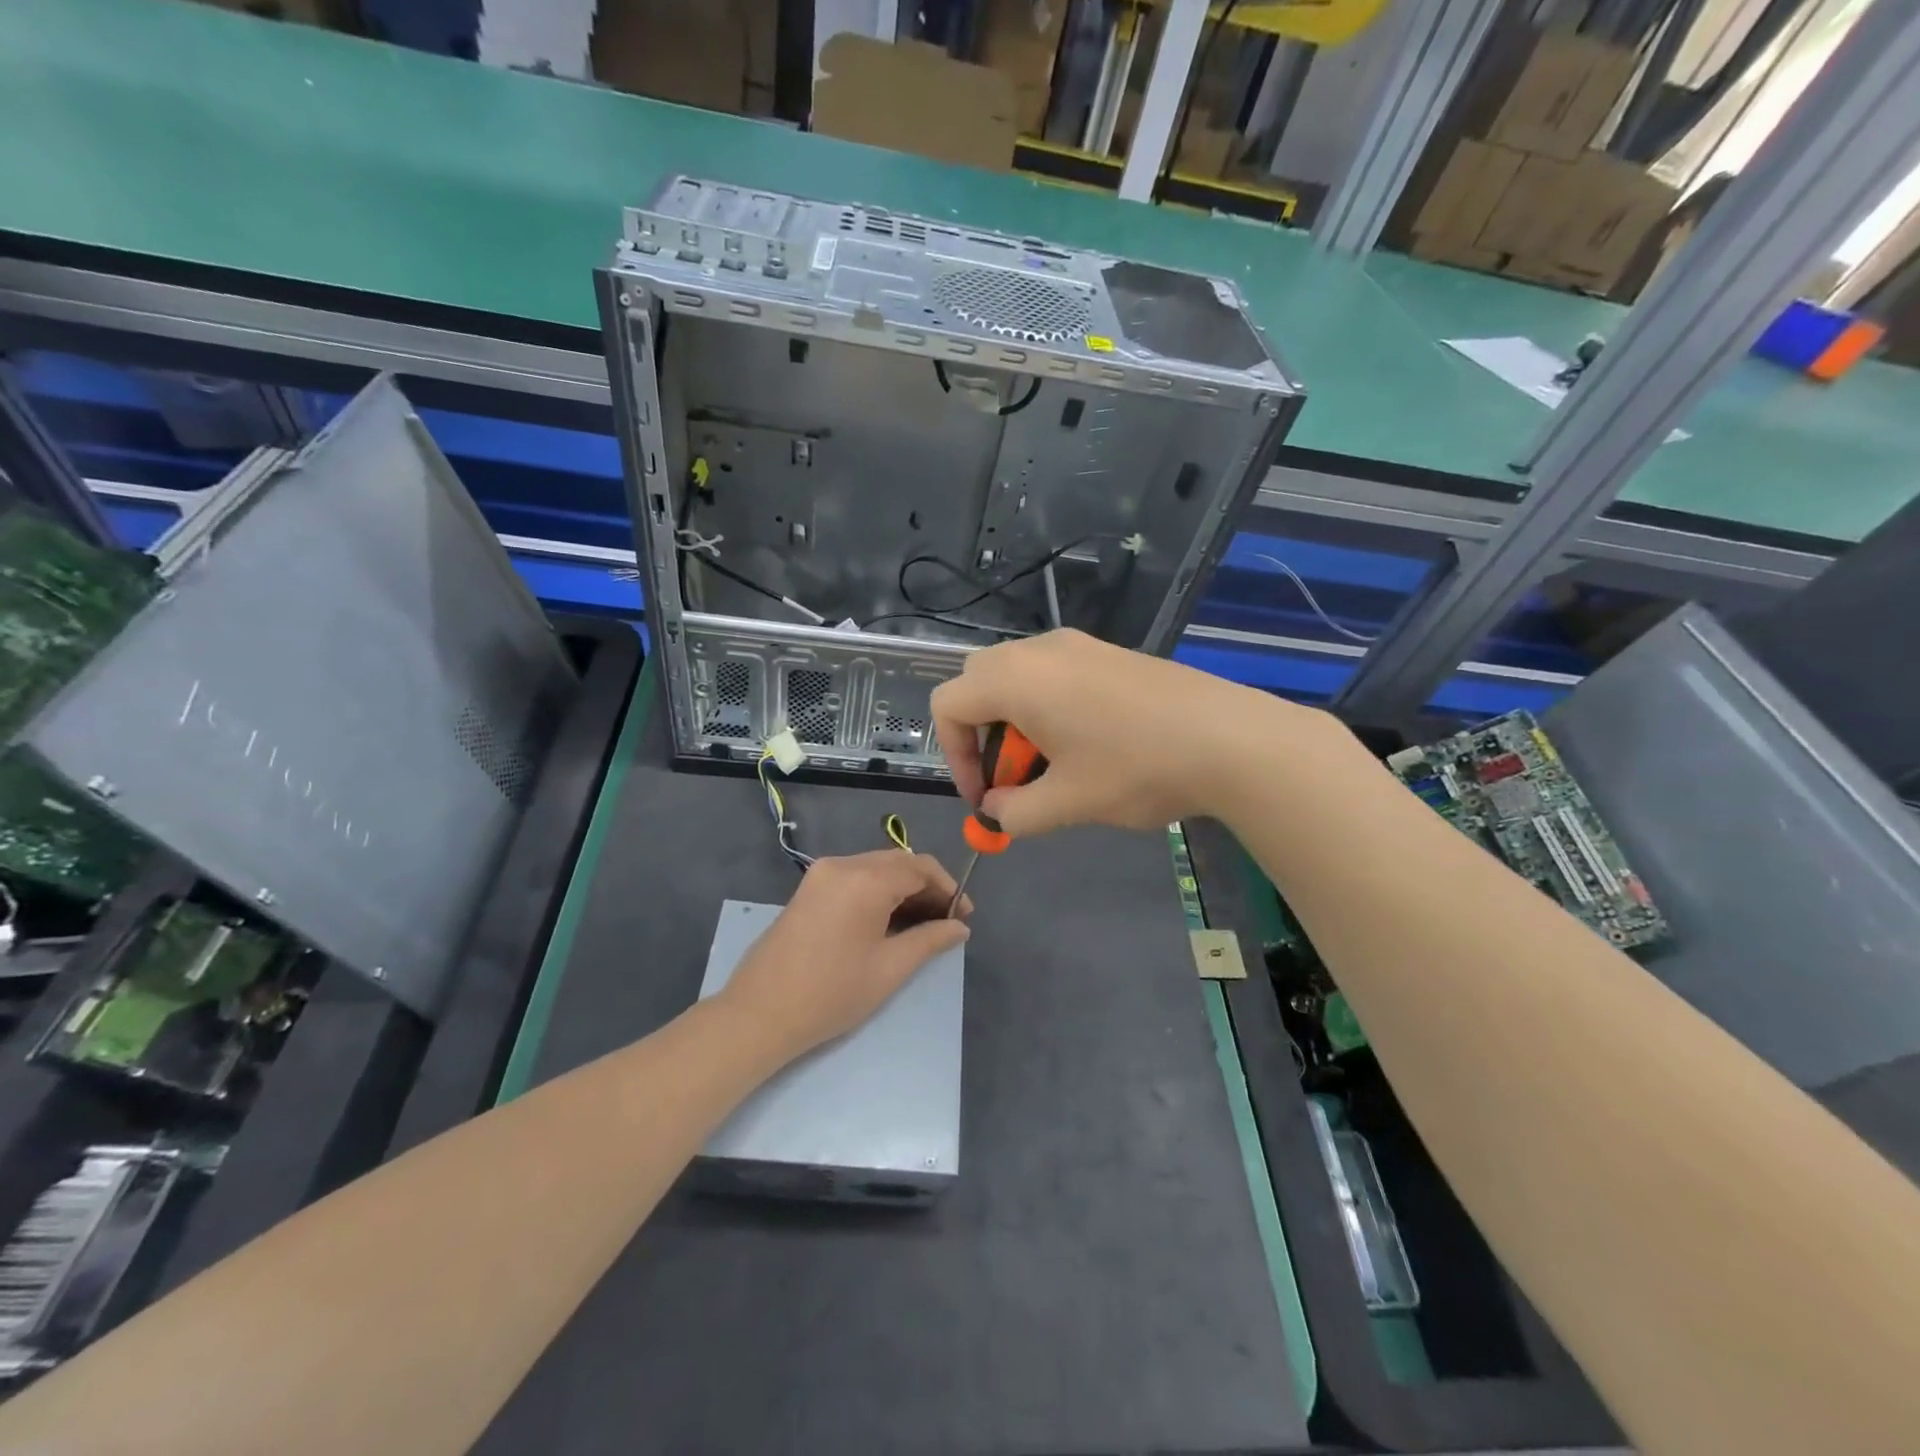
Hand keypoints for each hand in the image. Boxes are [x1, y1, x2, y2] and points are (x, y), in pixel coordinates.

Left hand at [718, 851, 971, 1065]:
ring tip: (921, 925)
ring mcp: (820, 875)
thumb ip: (930, 940)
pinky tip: (888, 921)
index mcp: (865, 878)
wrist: (759, 1014)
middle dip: (926, 888)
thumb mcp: (890, 968)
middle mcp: (842, 864)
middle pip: (898, 863)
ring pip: (876, 868)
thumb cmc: (831, 993)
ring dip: (902, 889)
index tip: (963, 916)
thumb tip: (960, 928)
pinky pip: (854, 878)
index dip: (947, 888)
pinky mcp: (808, 889)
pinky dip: (877, 892)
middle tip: (946, 922)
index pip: (920, 867)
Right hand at [931, 628, 1321, 837]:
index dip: (953, 756)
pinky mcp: (1107, 653)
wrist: (1230, 738)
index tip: (985, 798)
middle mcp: (1038, 650)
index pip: (947, 706)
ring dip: (1015, 723)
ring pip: (1016, 677)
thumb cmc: (1135, 769)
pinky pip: (1052, 674)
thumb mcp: (1065, 803)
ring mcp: (1076, 645)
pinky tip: (1087, 744)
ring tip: (1053, 766)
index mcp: (1015, 679)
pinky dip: (1046, 707)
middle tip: (1013, 778)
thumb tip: (995, 811)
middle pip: (977, 684)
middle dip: (981, 735)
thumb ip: (1013, 813)